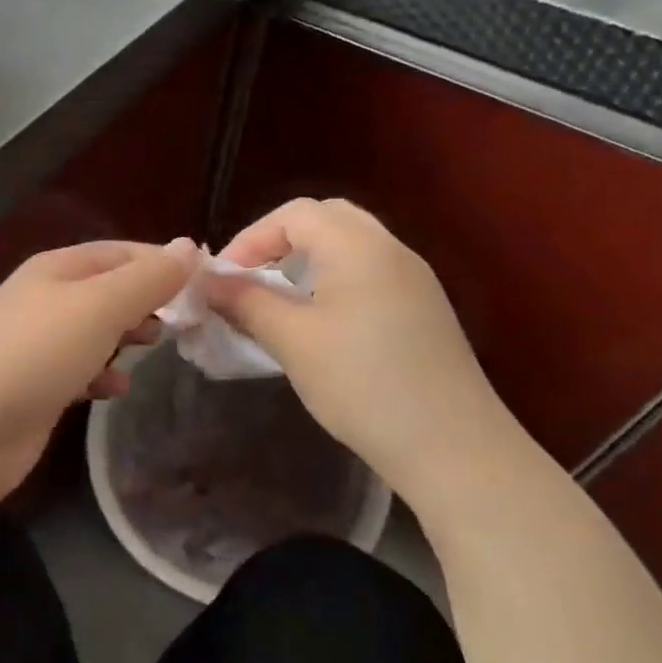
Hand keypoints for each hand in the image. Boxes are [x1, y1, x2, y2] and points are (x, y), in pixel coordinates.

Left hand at [0, 241, 188, 504]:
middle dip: (147, 300)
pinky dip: (101, 373)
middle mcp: (44, 299)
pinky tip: (117, 388)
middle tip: (185, 321)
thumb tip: (188, 246)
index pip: (120, 251)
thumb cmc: (35, 354)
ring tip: (156, 346)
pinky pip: (79, 369)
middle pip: (107, 289)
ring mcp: (36, 344)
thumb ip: (147, 279)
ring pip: (94, 329)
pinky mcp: (34, 386)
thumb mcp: (99, 306)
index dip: (162, 262)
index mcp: (57, 269)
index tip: (206, 284)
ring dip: (126, 335)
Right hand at [208, 199, 527, 496]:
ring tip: (278, 300)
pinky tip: (320, 322)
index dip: (250, 238)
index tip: (223, 280)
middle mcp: (391, 249)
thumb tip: (207, 282)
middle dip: (279, 242)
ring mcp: (414, 279)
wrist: (454, 448)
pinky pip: (369, 272)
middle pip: (325, 219)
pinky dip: (334, 280)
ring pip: (350, 245)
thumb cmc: (363, 385)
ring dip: (307, 261)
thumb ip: (246, 302)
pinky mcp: (424, 309)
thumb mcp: (293, 341)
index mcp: (358, 246)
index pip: (294, 214)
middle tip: (250, 278)